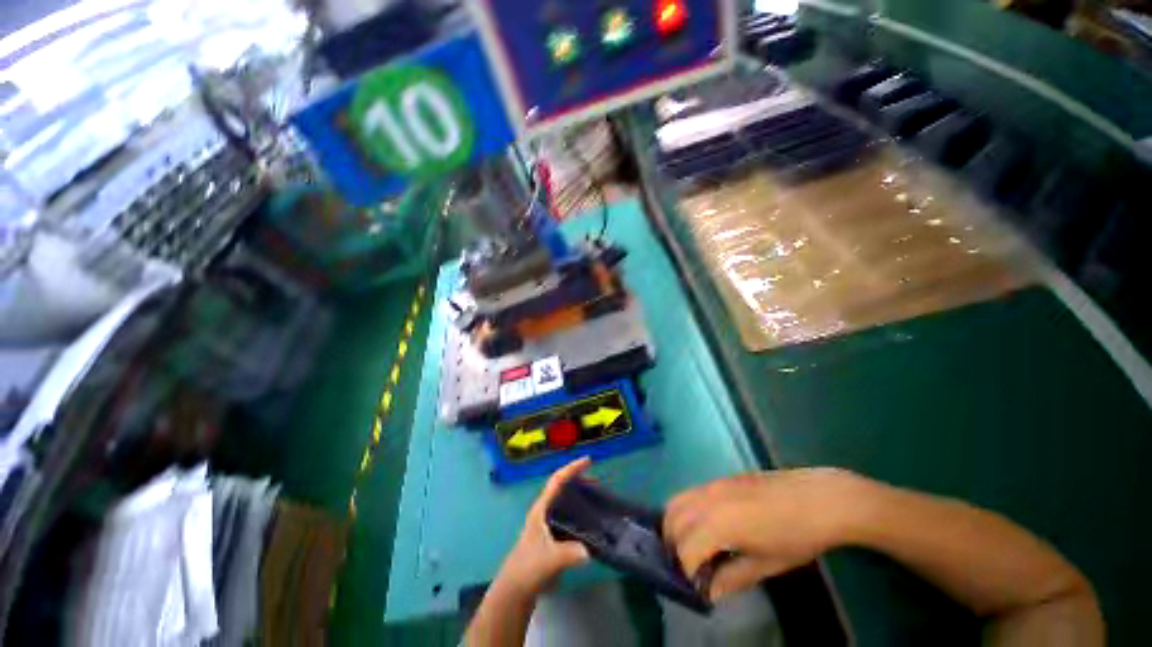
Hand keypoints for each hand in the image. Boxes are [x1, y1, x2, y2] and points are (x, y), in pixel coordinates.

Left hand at [495, 458, 591, 596]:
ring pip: (566, 502)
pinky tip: (592, 522)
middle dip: (578, 480)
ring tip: (597, 497)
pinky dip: (581, 514)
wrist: (516, 590)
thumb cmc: (528, 568)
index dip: (572, 468)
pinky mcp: (553, 536)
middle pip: (562, 488)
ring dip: (580, 496)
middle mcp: (544, 512)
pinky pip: (569, 517)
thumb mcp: (548, 559)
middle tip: (598, 480)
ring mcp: (548, 524)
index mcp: (541, 509)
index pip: (557, 480)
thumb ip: (567, 554)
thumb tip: (588, 551)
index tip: (588, 460)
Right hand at [664, 468, 866, 601]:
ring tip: (692, 545)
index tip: (697, 586)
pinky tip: (706, 526)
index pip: (685, 549)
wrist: (820, 498)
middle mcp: (707, 498)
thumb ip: (733, 577)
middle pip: (673, 520)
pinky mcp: (720, 478)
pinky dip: (687, 510)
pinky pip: (691, 493)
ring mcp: (712, 484)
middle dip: (675, 546)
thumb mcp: (767, 563)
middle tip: (691, 567)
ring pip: (677, 501)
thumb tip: (709, 592)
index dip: (687, 571)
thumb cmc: (798, 536)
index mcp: (718, 523)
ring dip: (676, 524)